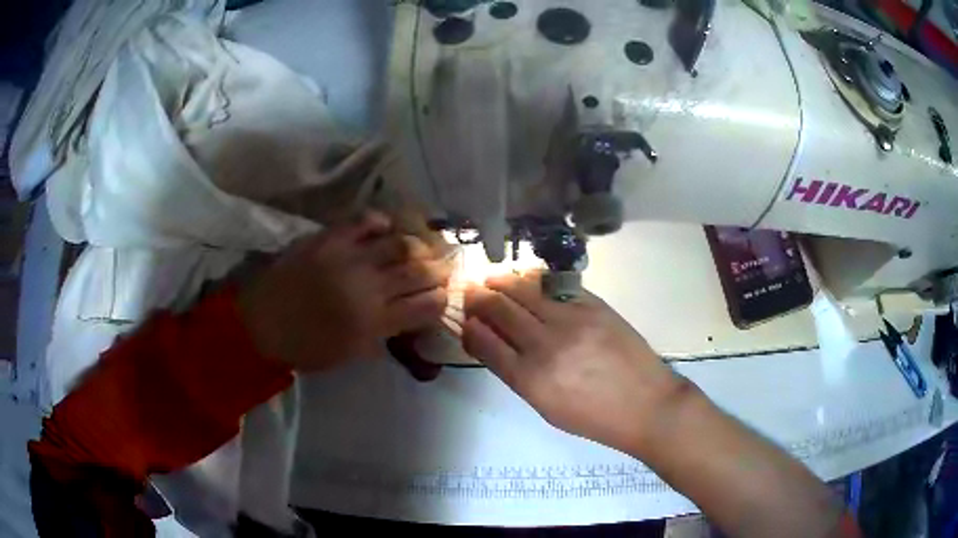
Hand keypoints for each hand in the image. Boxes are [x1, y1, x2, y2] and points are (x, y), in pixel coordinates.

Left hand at [238, 211, 451, 371]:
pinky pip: (364, 221)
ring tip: (418, 247)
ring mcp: (348, 258)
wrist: (261, 324)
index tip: (442, 297)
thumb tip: (407, 321)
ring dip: (416, 245)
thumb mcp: (350, 355)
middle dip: (437, 270)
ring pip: (399, 243)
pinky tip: (387, 228)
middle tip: (439, 269)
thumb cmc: (305, 348)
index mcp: (374, 322)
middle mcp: (368, 288)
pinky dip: (381, 221)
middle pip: (419, 271)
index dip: (441, 300)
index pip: (426, 306)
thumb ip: (383, 336)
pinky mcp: (329, 239)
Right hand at [463, 273, 691, 454]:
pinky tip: (525, 279)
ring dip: (502, 282)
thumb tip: (493, 344)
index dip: (469, 327)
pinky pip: (555, 286)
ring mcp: (572, 321)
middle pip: (500, 310)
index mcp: (530, 380)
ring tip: (491, 279)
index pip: (485, 343)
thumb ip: (517, 374)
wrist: (646, 405)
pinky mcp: (594, 306)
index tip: (463, 318)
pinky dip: (534, 280)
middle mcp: (546, 345)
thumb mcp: (546, 407)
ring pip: (524, 291)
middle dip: (478, 298)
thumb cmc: (594, 417)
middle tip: (469, 291)